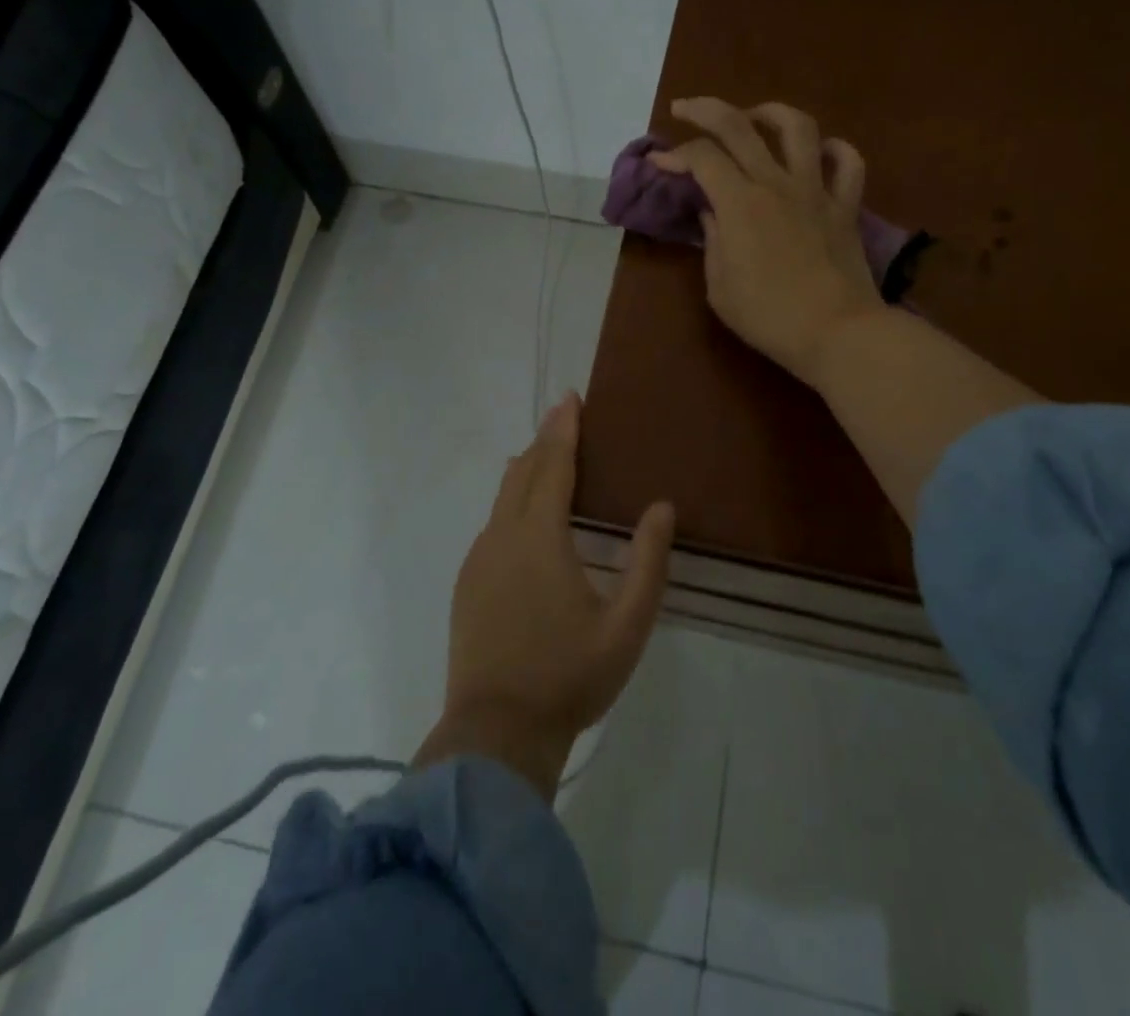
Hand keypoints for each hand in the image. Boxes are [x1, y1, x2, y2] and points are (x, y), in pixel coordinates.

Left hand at [414, 393, 675, 799]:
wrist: (496, 731)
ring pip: (503, 497)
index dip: (563, 429)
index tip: (570, 398)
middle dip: (544, 440)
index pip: (552, 465)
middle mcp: (502, 535)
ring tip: (549, 458)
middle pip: (522, 471)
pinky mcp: (468, 583)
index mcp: (539, 537)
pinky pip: (493, 524)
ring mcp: (479, 559)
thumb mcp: (627, 625)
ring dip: (527, 470)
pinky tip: (527, 517)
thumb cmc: (569, 676)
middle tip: (565, 417)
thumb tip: (662, 508)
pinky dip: (513, 502)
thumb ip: (648, 563)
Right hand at [653, 98, 886, 386]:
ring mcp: (816, 191)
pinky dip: (835, 150)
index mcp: (739, 203)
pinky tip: (820, 151)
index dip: (674, 155)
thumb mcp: (720, 287)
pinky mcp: (846, 206)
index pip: (701, 158)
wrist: (837, 332)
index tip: (659, 165)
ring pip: (798, 128)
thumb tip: (712, 212)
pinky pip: (848, 164)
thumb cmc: (769, 317)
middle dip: (705, 109)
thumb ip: (713, 241)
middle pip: (739, 126)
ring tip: (755, 117)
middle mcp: (776, 184)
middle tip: (685, 108)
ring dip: (771, 113)